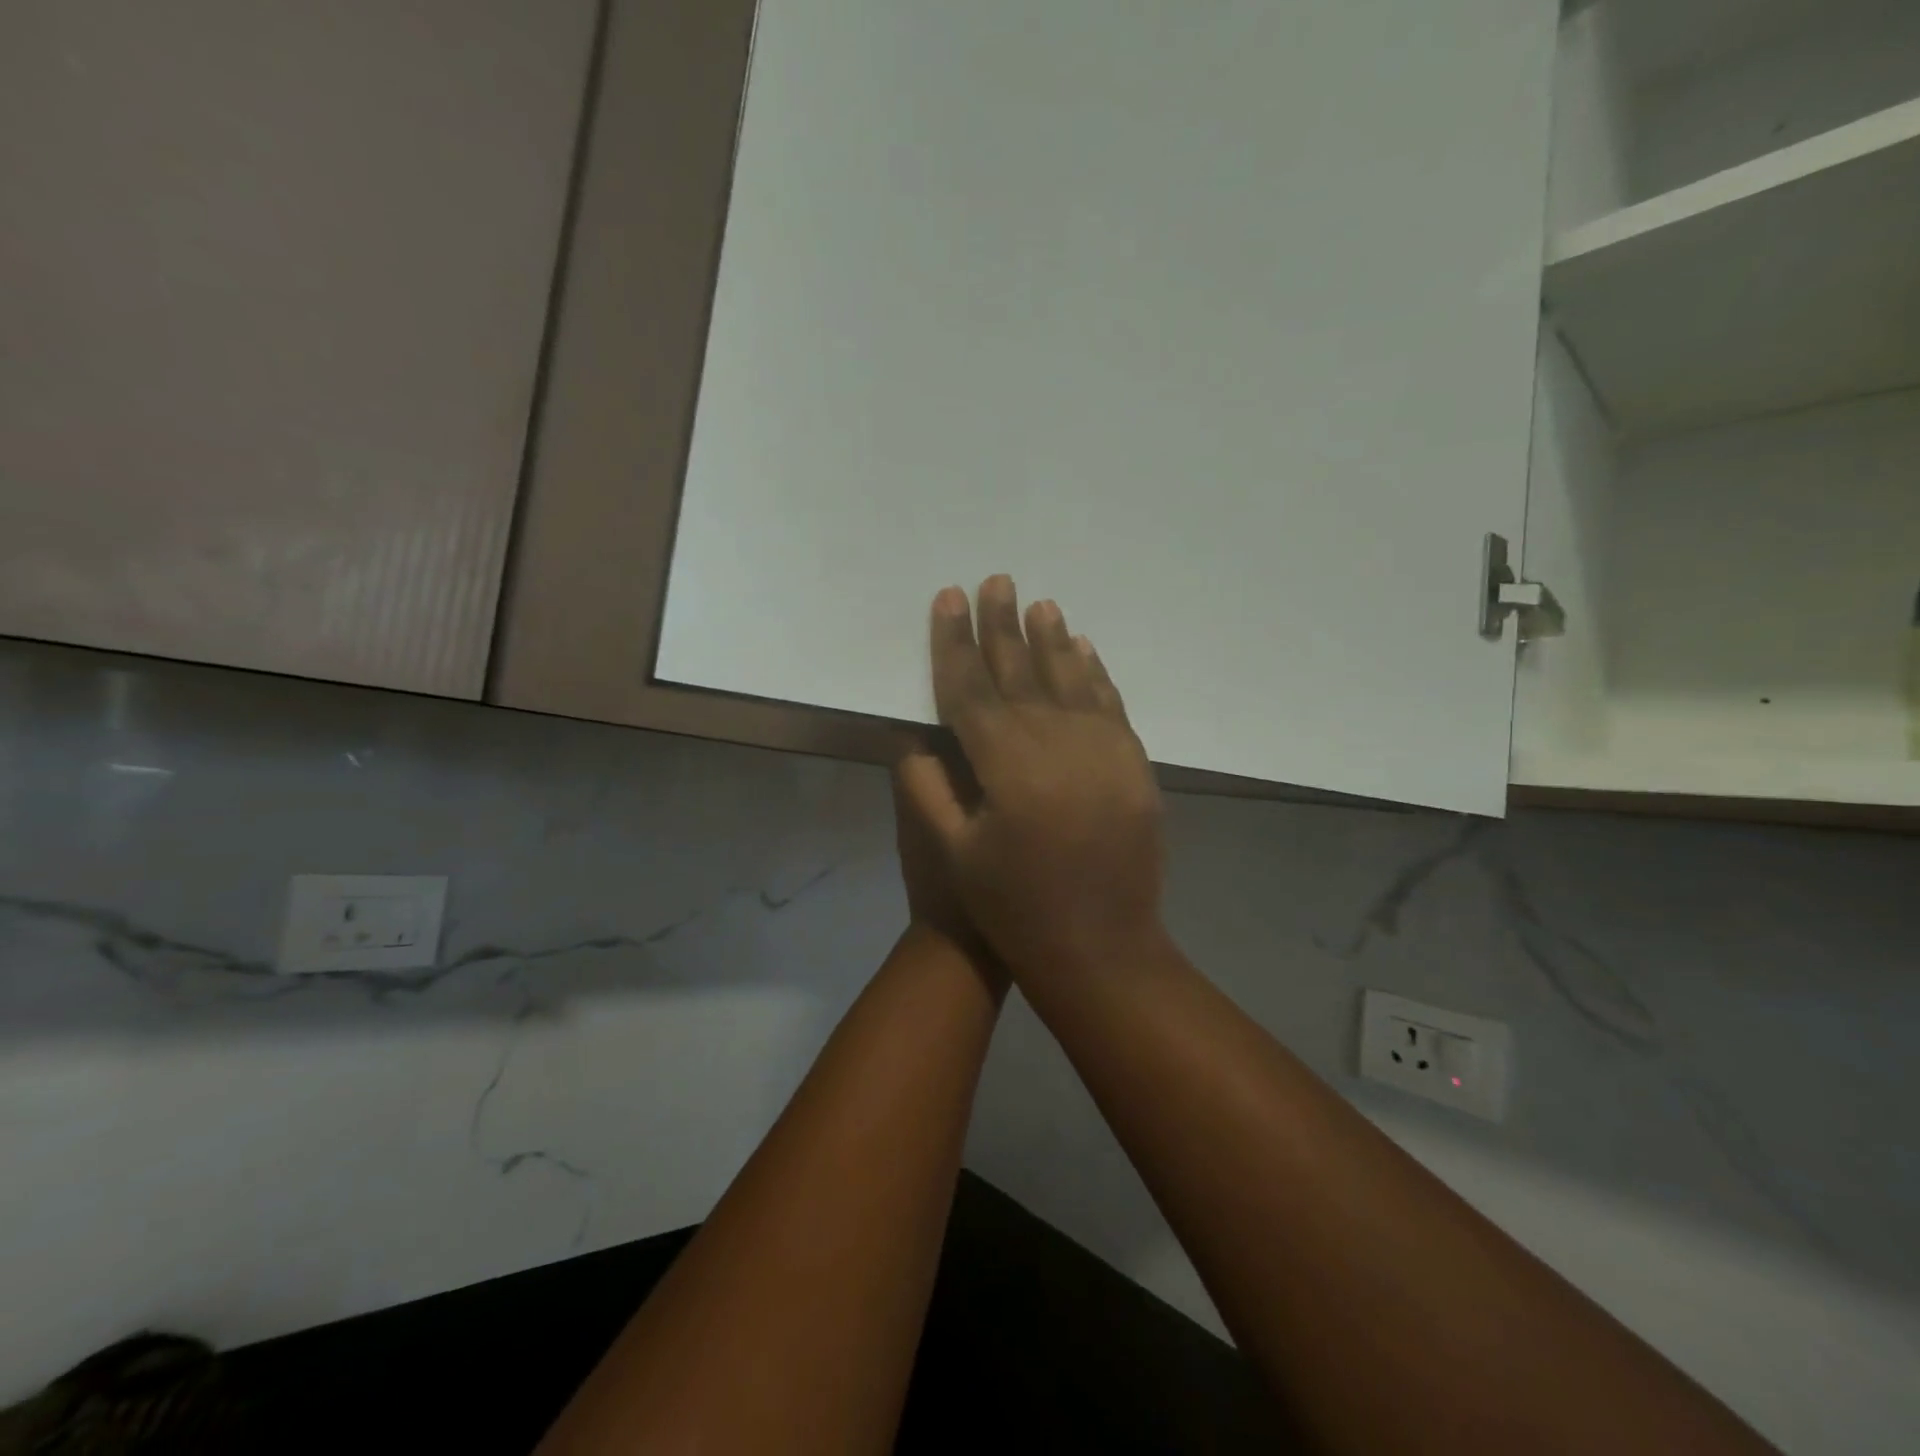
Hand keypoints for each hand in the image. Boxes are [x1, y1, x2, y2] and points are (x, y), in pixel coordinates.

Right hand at [896, 575, 1165, 980]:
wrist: (1100, 950)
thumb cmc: (1012, 908)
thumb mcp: (951, 853)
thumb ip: (927, 787)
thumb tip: (916, 734)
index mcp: (1006, 765)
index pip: (971, 688)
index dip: (954, 642)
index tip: (948, 599)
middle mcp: (1057, 744)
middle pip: (1022, 672)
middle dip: (1002, 625)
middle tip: (995, 580)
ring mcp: (1104, 752)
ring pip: (1070, 679)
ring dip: (1051, 639)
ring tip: (1038, 603)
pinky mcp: (1135, 766)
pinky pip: (1111, 706)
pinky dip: (1096, 674)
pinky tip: (1085, 649)